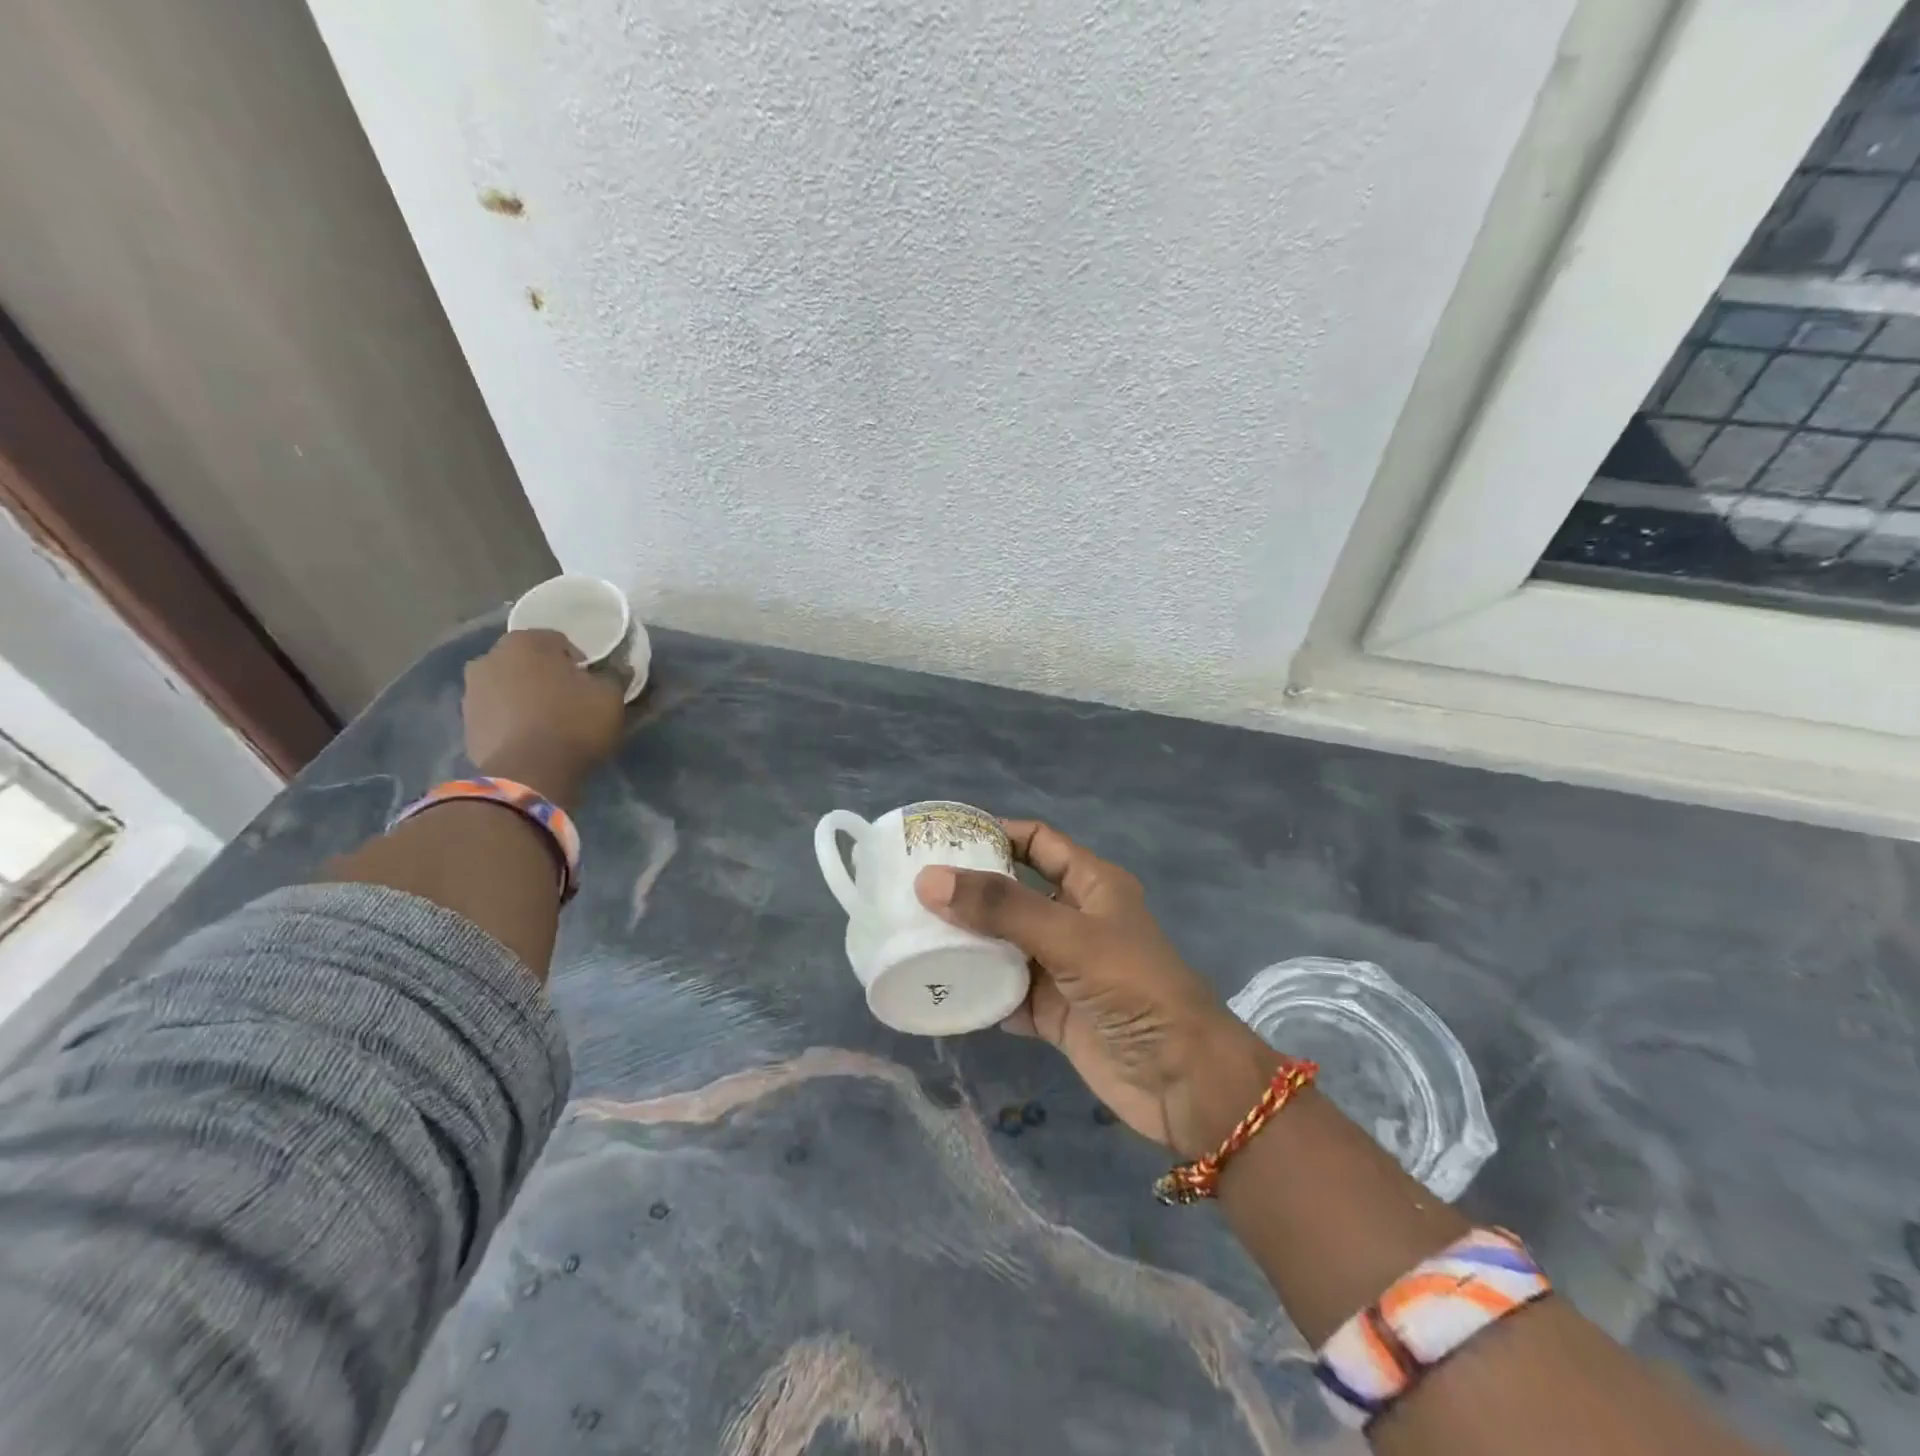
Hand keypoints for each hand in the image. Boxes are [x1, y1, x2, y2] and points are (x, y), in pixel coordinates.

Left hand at [463, 629, 624, 806]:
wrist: (530, 773)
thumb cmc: (573, 723)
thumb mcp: (610, 696)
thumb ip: (612, 675)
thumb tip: (614, 670)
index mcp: (525, 642)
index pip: (559, 641)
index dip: (579, 662)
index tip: (591, 684)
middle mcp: (490, 657)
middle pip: (528, 662)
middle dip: (546, 676)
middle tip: (569, 700)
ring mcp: (471, 691)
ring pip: (508, 686)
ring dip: (525, 697)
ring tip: (548, 722)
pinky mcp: (465, 723)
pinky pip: (496, 713)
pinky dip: (511, 720)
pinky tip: (531, 739)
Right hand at [914, 820, 1276, 1155]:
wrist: (1182, 1081)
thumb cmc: (1134, 987)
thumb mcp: (1070, 937)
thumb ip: (1002, 908)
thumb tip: (930, 880)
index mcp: (1091, 884)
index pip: (1037, 842)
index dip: (996, 833)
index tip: (944, 838)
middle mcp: (1074, 919)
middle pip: (1013, 892)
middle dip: (969, 891)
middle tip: (913, 889)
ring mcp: (1062, 967)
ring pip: (1004, 944)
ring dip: (967, 942)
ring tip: (913, 934)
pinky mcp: (1053, 1011)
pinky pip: (1005, 993)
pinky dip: (977, 992)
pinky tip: (939, 988)